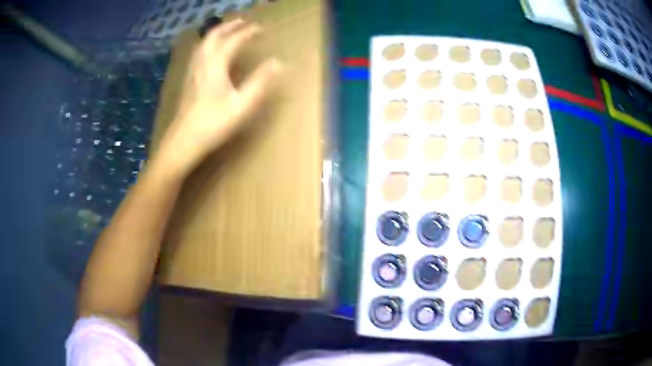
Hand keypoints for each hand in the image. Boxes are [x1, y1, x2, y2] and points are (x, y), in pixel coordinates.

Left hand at [155, 19, 281, 176]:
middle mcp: (202, 62)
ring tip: (228, 30)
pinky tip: (209, 51)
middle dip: (230, 26)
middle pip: (214, 35)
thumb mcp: (242, 104)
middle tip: (243, 22)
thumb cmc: (214, 124)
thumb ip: (260, 82)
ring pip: (204, 43)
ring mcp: (192, 70)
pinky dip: (207, 44)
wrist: (184, 141)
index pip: (234, 40)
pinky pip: (198, 52)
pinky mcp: (188, 79)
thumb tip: (278, 63)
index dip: (248, 32)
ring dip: (217, 32)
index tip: (261, 29)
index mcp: (216, 65)